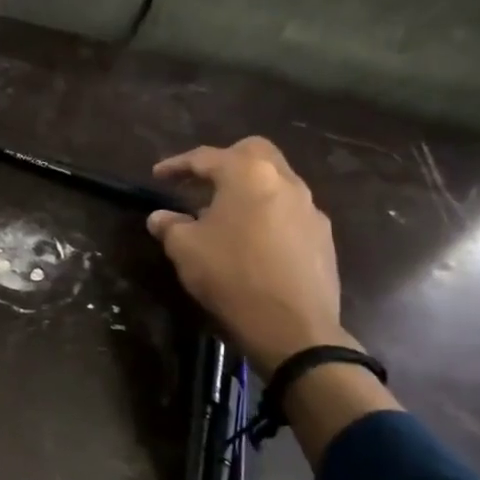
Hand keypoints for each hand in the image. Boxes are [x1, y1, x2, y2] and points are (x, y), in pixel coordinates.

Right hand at [146, 137, 354, 373]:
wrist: (292, 326)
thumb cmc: (231, 276)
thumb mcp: (184, 249)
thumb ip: (170, 226)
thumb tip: (160, 217)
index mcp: (248, 175)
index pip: (206, 157)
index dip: (177, 165)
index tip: (157, 175)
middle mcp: (285, 181)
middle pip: (253, 153)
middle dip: (223, 161)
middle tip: (199, 181)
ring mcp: (310, 208)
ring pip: (275, 181)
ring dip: (247, 189)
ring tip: (223, 213)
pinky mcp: (322, 236)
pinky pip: (288, 210)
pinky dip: (266, 213)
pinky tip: (251, 239)